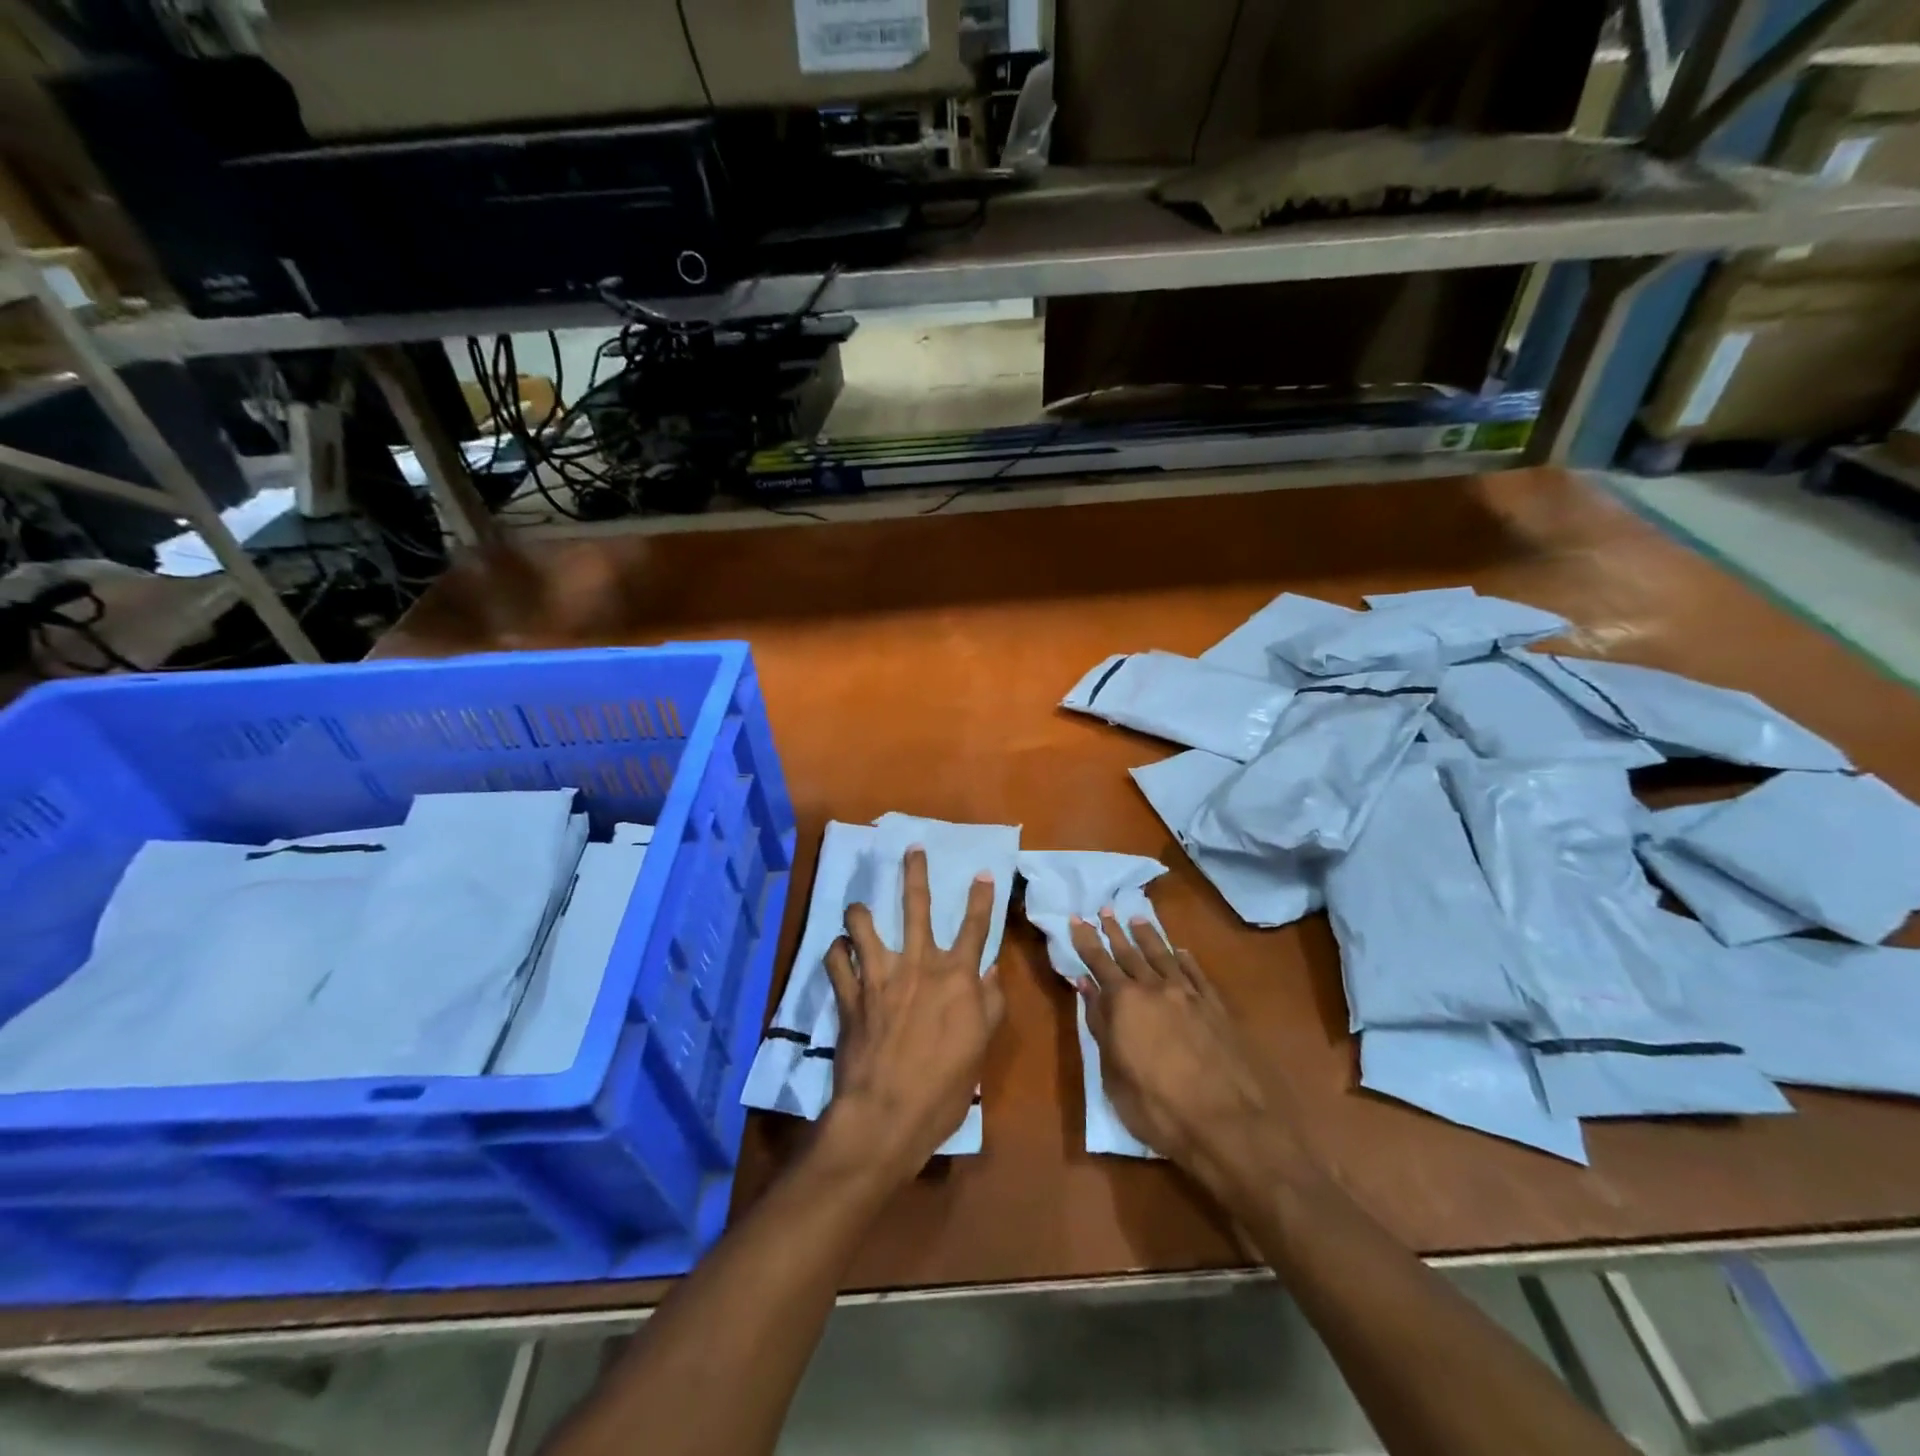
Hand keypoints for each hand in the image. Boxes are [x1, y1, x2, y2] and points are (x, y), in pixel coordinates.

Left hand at [820, 847, 1004, 1184]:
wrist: (886, 1114)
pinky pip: (836, 961)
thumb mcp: (979, 1048)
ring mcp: (879, 976)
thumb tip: (991, 971)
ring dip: (859, 912)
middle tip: (912, 848)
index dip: (982, 898)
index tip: (985, 873)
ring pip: (863, 925)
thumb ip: (988, 1004)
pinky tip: (838, 951)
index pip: (974, 928)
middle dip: (915, 873)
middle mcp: (917, 965)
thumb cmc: (944, 1088)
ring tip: (858, 907)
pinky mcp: (849, 996)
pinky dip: (836, 953)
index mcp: (956, 977)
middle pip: (916, 907)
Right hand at [1071, 912, 1314, 1204]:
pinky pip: (1196, 974)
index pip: (1099, 963)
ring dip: (1148, 937)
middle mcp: (1156, 989)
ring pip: (1163, 956)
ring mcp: (1189, 996)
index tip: (1077, 919)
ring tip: (1137, 919)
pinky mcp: (1217, 1008)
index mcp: (1125, 1003)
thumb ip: (1100, 1025)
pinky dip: (1185, 959)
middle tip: (1105, 909)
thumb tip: (1085, 987)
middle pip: (1131, 953)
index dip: (1086, 941)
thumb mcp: (1114, 1075)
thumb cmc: (1158, 1108)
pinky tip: (1180, 951)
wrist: (1229, 1124)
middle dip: (1115, 931)